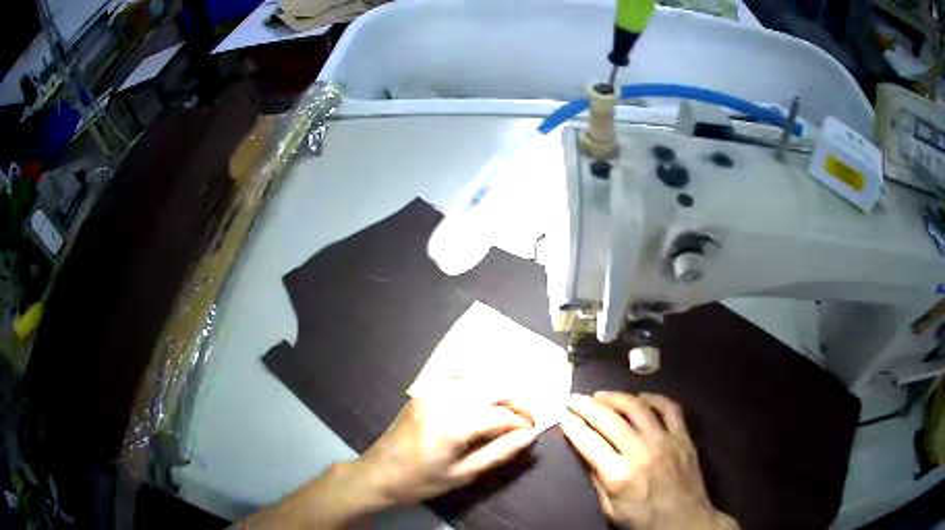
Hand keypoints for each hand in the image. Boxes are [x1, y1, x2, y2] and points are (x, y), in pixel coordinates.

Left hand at [355, 396, 537, 504]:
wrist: (378, 473)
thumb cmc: (421, 481)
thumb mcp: (463, 474)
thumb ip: (499, 453)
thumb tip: (529, 436)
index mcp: (454, 423)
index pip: (501, 414)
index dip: (523, 422)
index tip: (533, 433)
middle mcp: (445, 399)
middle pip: (494, 388)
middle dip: (516, 402)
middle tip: (526, 422)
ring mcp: (432, 391)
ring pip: (479, 381)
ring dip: (499, 394)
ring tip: (509, 415)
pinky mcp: (425, 392)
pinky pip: (461, 383)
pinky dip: (480, 390)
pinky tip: (484, 406)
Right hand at [561, 392, 738, 529]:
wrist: (684, 521)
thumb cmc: (644, 520)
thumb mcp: (610, 509)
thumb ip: (597, 480)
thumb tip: (587, 453)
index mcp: (618, 474)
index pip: (588, 441)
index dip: (572, 425)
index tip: (563, 415)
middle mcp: (640, 451)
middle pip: (609, 419)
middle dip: (587, 406)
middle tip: (575, 399)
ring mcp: (664, 440)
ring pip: (637, 408)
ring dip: (616, 397)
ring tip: (601, 395)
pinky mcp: (683, 437)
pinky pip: (669, 408)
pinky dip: (654, 398)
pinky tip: (641, 397)